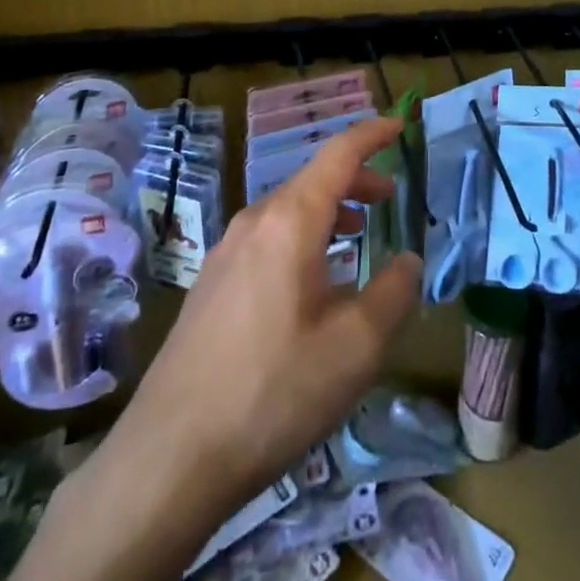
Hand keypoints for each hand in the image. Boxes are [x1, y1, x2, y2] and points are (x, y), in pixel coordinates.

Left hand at [119, 113, 422, 521]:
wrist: (171, 456)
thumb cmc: (274, 392)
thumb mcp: (354, 348)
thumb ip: (392, 294)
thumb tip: (408, 261)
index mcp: (290, 221)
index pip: (338, 154)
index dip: (371, 135)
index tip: (399, 124)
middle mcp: (254, 221)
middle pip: (312, 180)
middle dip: (355, 181)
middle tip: (389, 198)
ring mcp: (225, 251)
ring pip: (288, 210)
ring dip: (328, 211)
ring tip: (356, 234)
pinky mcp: (211, 283)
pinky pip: (267, 238)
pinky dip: (302, 237)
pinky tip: (311, 281)